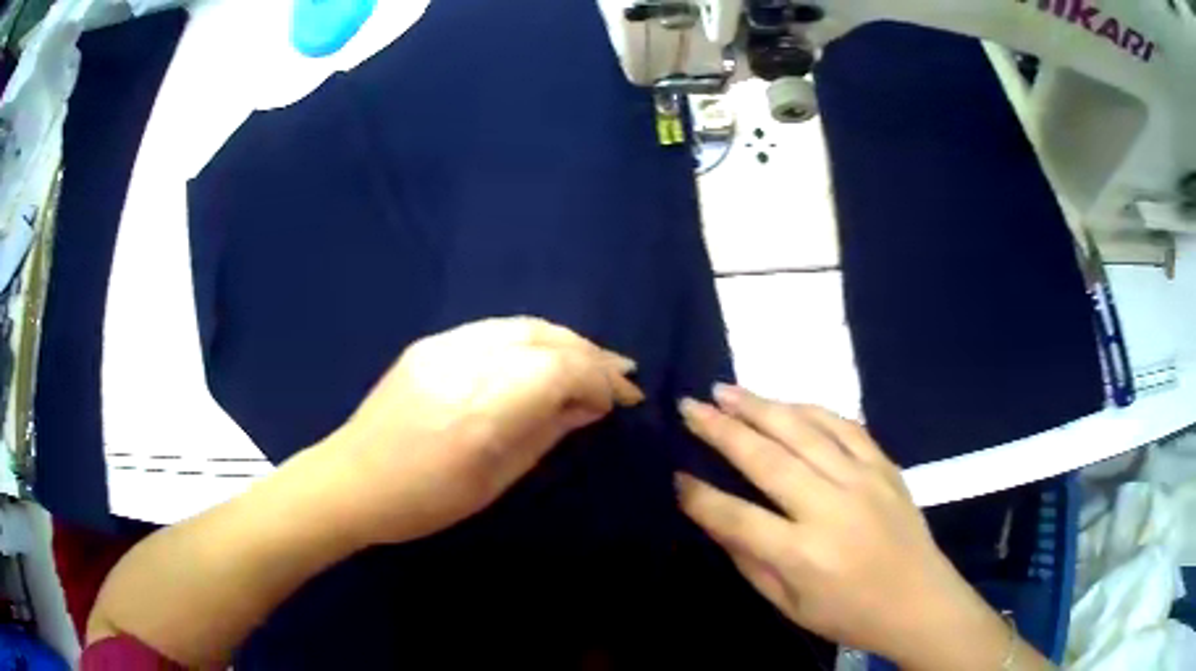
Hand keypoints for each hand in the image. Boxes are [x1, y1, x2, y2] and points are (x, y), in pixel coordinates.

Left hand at [320, 317, 643, 545]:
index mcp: (482, 410)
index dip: (600, 380)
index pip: (560, 370)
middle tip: (621, 376)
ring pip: (522, 325)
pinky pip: (495, 329)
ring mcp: (444, 347)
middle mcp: (465, 364)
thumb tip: (589, 407)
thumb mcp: (494, 481)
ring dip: (565, 340)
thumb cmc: (424, 501)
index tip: (623, 400)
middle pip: (545, 339)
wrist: (350, 481)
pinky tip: (544, 355)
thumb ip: (545, 434)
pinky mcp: (430, 344)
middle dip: (591, 355)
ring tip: (592, 361)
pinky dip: (532, 338)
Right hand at [675, 386, 1013, 667]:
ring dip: (761, 406)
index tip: (676, 475)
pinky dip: (811, 409)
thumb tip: (714, 519)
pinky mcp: (884, 466)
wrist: (920, 601)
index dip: (701, 497)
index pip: (738, 517)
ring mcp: (863, 480)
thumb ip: (750, 560)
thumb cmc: (849, 614)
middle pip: (767, 459)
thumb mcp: (790, 605)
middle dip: (722, 429)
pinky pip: (844, 426)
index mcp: (804, 554)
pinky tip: (787, 403)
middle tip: (691, 406)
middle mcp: (831, 508)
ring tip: (727, 390)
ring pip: (804, 431)